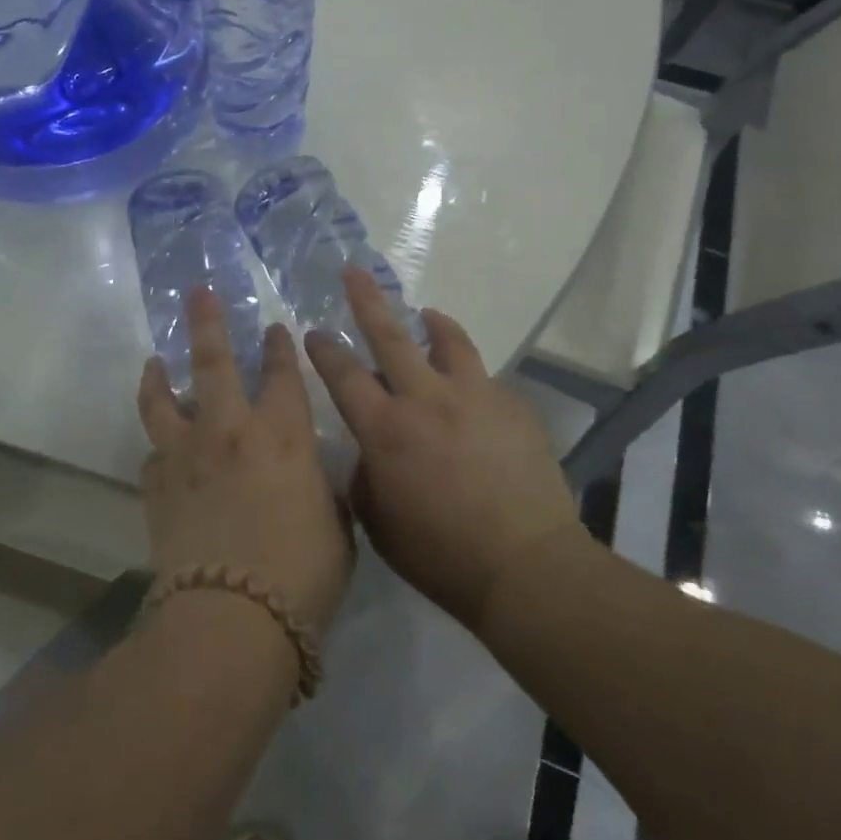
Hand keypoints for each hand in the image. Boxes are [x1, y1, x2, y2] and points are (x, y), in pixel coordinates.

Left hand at [137, 288, 352, 635]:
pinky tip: (160, 446)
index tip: (274, 329)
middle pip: (213, 362)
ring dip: (159, 375)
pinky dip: (158, 444)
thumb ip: (321, 489)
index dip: (279, 348)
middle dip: (207, 322)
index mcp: (283, 435)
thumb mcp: (337, 526)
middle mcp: (230, 431)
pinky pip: (153, 453)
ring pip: (164, 399)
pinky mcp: (156, 486)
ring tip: (154, 360)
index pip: (283, 375)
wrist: (232, 620)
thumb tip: (308, 475)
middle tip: (198, 293)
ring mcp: (186, 455)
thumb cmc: (302, 576)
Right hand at [305, 266, 583, 632]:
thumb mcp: (378, 523)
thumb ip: (365, 475)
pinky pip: (485, 379)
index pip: (344, 375)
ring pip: (448, 341)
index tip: (314, 333)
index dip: (325, 351)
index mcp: (386, 430)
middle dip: (367, 300)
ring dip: (431, 322)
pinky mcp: (512, 406)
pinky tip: (472, 394)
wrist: (526, 567)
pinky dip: (470, 377)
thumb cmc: (440, 556)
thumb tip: (369, 448)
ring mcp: (474, 397)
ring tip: (426, 313)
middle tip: (354, 272)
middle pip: (390, 336)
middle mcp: (426, 400)